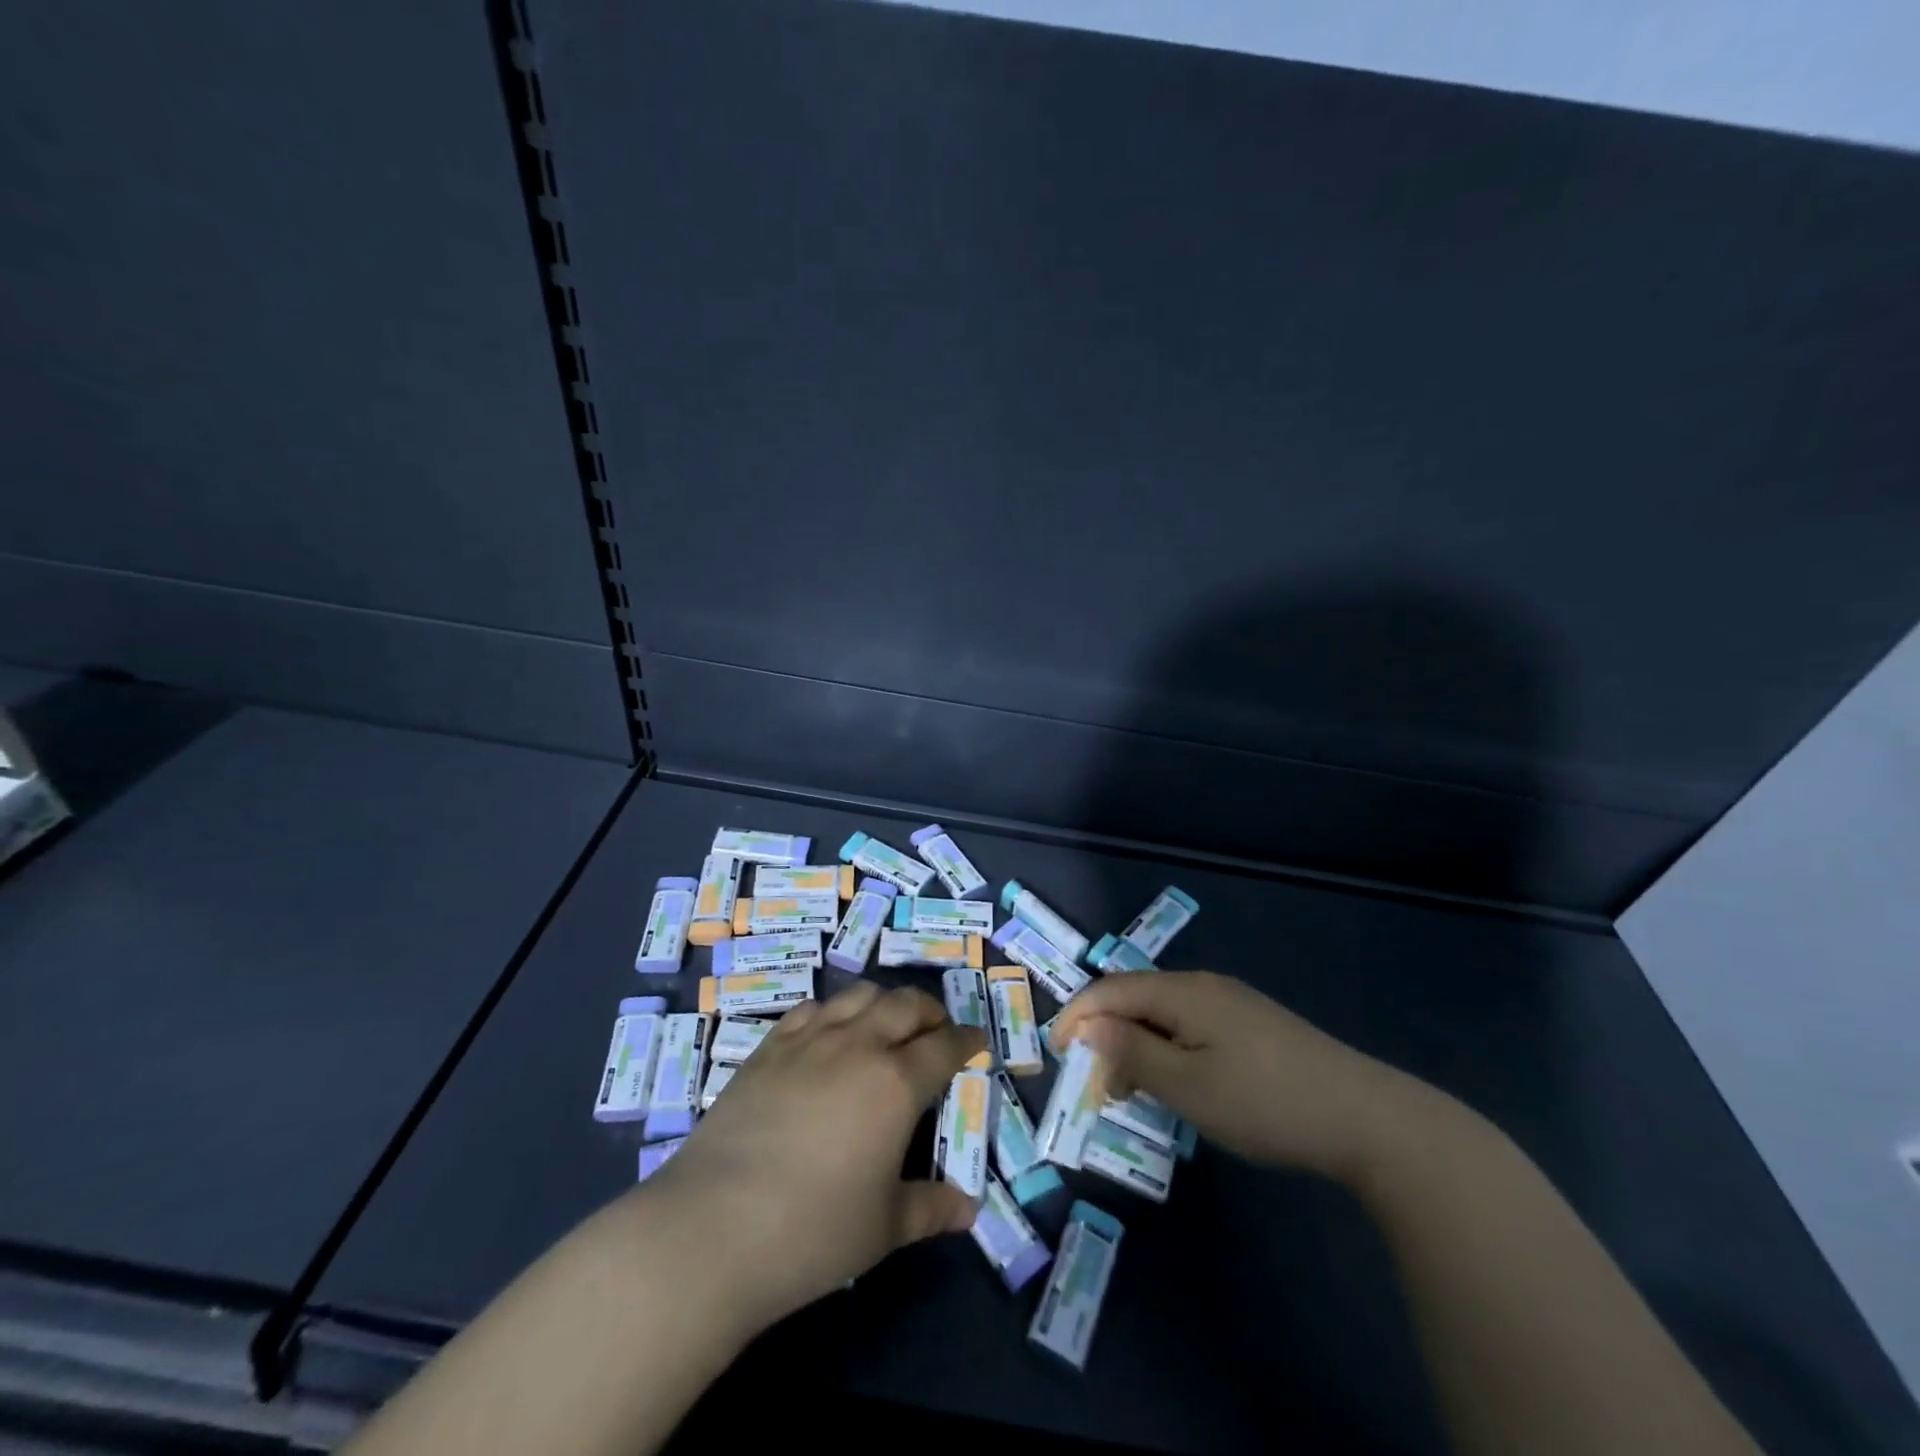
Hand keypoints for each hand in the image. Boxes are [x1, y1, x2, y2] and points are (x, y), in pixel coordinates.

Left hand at [642, 981, 986, 1335]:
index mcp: (896, 1083)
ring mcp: (809, 1040)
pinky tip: (830, 1032)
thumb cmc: (811, 1233)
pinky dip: (834, 1012)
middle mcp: (857, 1046)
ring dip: (884, 1003)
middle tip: (937, 1029)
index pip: (944, 1046)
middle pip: (905, 1005)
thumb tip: (969, 1210)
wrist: (711, 1228)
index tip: (976, 1043)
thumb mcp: (883, 1228)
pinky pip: (811, 1009)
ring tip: (887, 1023)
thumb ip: (931, 1208)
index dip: (966, 1041)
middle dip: (930, 1011)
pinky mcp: (769, 1047)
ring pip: (859, 996)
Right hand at [1051, 971, 1418, 1185]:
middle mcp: (1204, 985)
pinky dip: (1169, 1051)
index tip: (1056, 1056)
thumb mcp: (1188, 1086)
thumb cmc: (1265, 1102)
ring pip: (1164, 1014)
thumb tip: (1088, 1026)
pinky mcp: (1254, 1025)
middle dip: (1106, 1035)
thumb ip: (1133, 1053)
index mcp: (1183, 992)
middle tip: (1097, 1086)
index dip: (1077, 1017)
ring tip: (1133, 1092)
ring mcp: (1233, 1004)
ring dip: (1137, 1046)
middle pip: (1136, 998)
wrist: (1369, 1119)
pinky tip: (1180, 1084)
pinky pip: (1192, 1027)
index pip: (1111, 990)